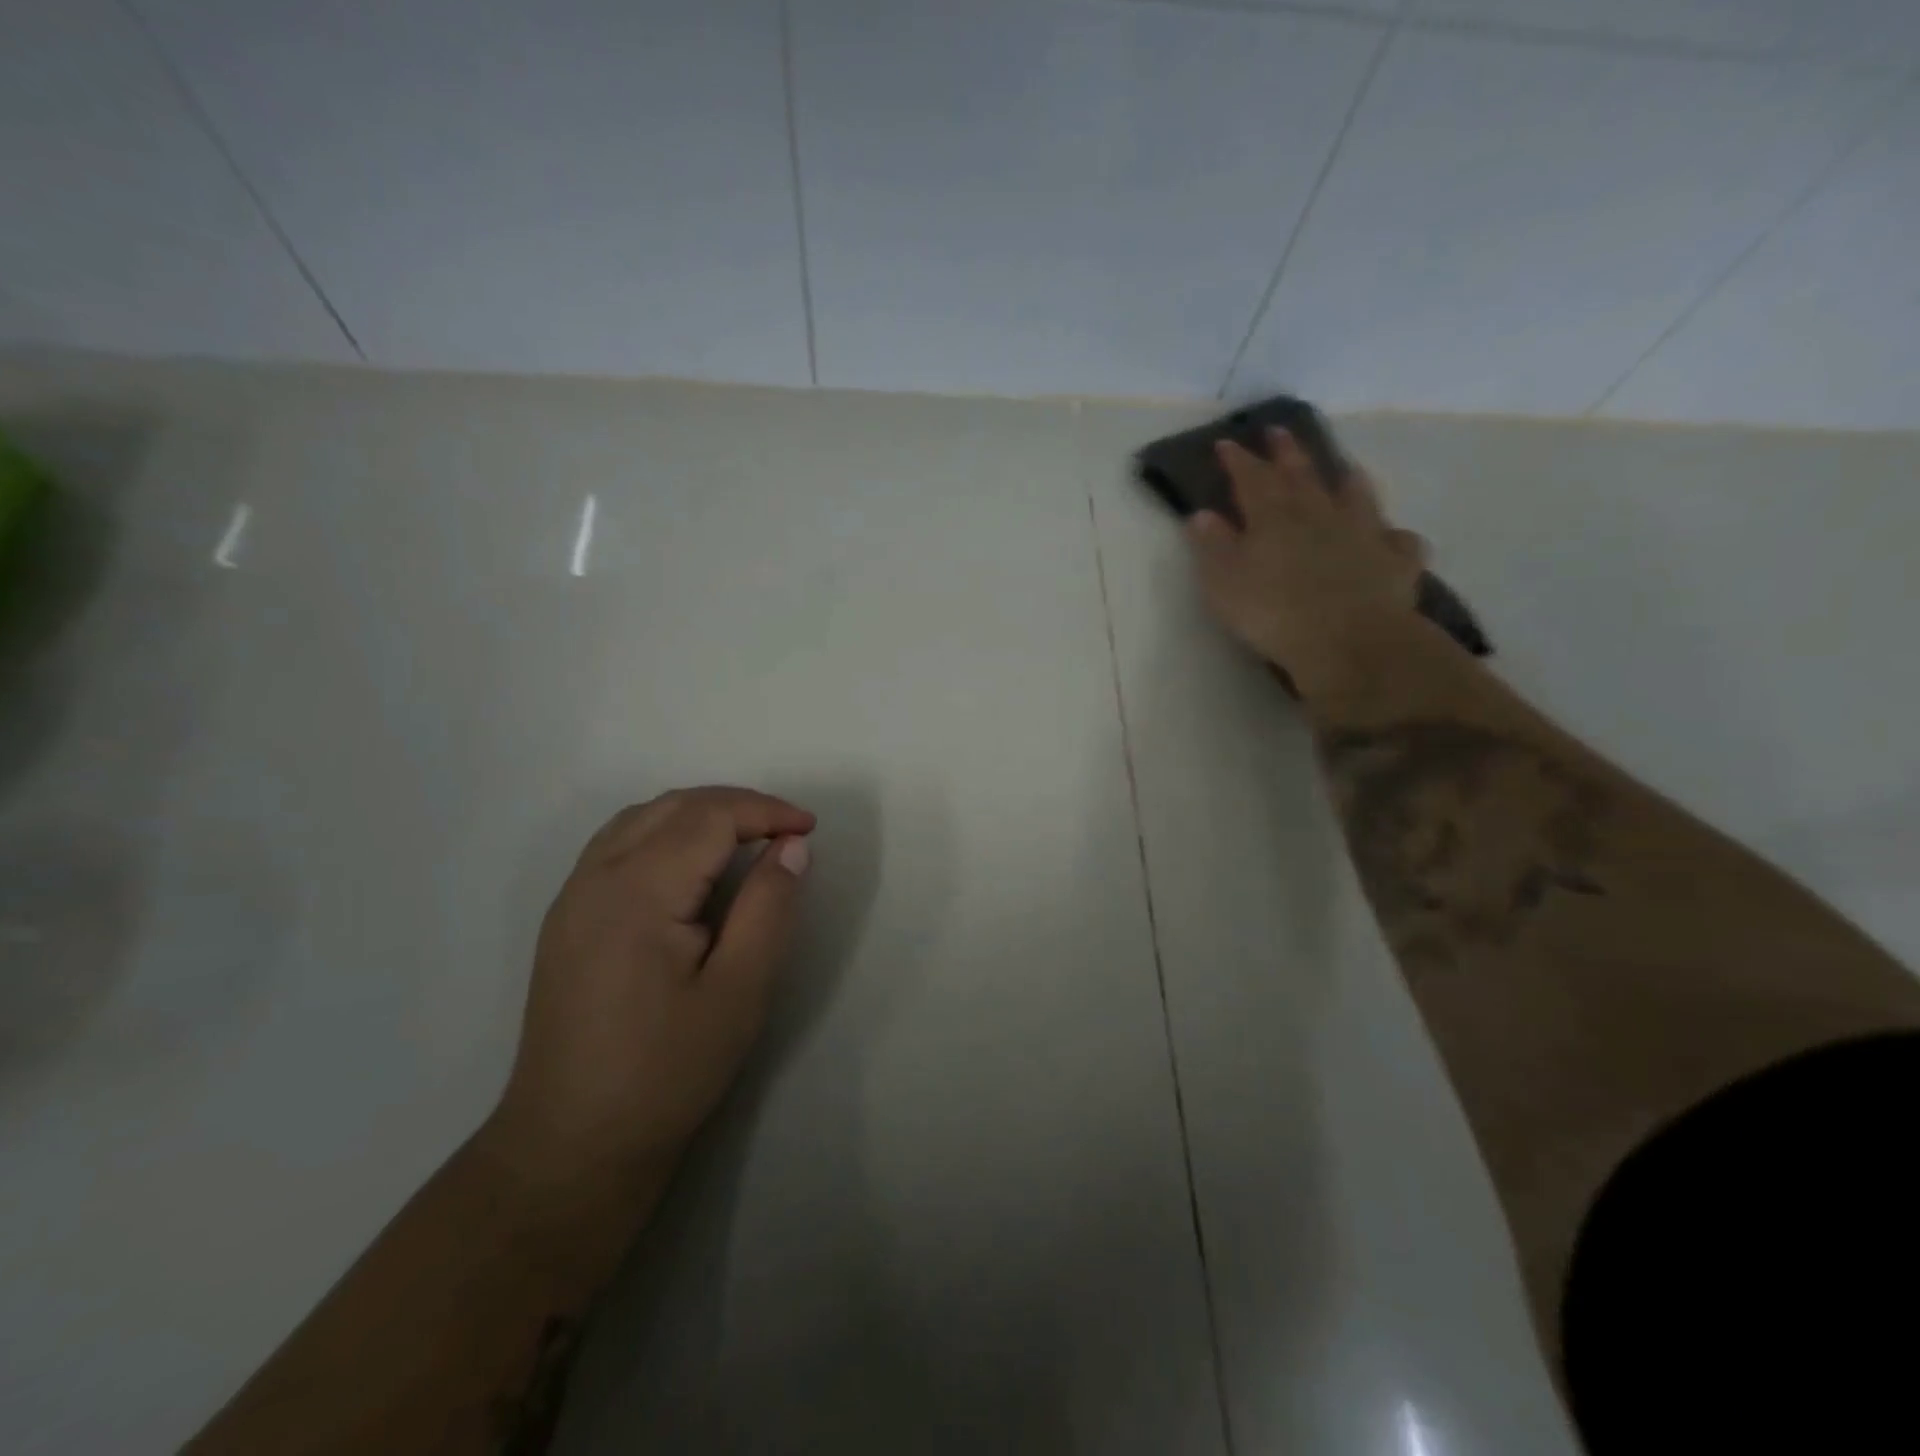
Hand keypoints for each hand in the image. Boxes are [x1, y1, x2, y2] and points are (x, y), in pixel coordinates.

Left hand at [489, 786, 814, 1187]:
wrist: (572, 1144)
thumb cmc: (666, 1071)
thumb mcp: (740, 992)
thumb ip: (769, 908)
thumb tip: (792, 846)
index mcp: (637, 891)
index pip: (710, 817)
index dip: (765, 811)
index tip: (810, 829)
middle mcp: (596, 877)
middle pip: (674, 806)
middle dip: (737, 805)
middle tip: (786, 831)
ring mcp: (573, 896)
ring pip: (642, 817)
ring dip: (700, 813)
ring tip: (747, 837)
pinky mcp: (566, 917)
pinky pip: (618, 843)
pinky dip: (666, 830)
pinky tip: (691, 863)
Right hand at [1187, 429, 1427, 697]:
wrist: (1347, 639)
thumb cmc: (1272, 611)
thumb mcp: (1224, 582)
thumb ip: (1213, 546)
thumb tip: (1202, 515)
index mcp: (1273, 517)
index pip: (1251, 478)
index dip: (1238, 460)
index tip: (1227, 443)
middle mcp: (1319, 514)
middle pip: (1302, 475)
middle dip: (1287, 453)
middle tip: (1279, 431)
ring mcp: (1363, 534)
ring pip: (1356, 497)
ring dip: (1347, 481)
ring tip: (1345, 470)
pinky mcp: (1395, 562)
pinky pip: (1397, 541)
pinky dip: (1391, 536)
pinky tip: (1390, 538)